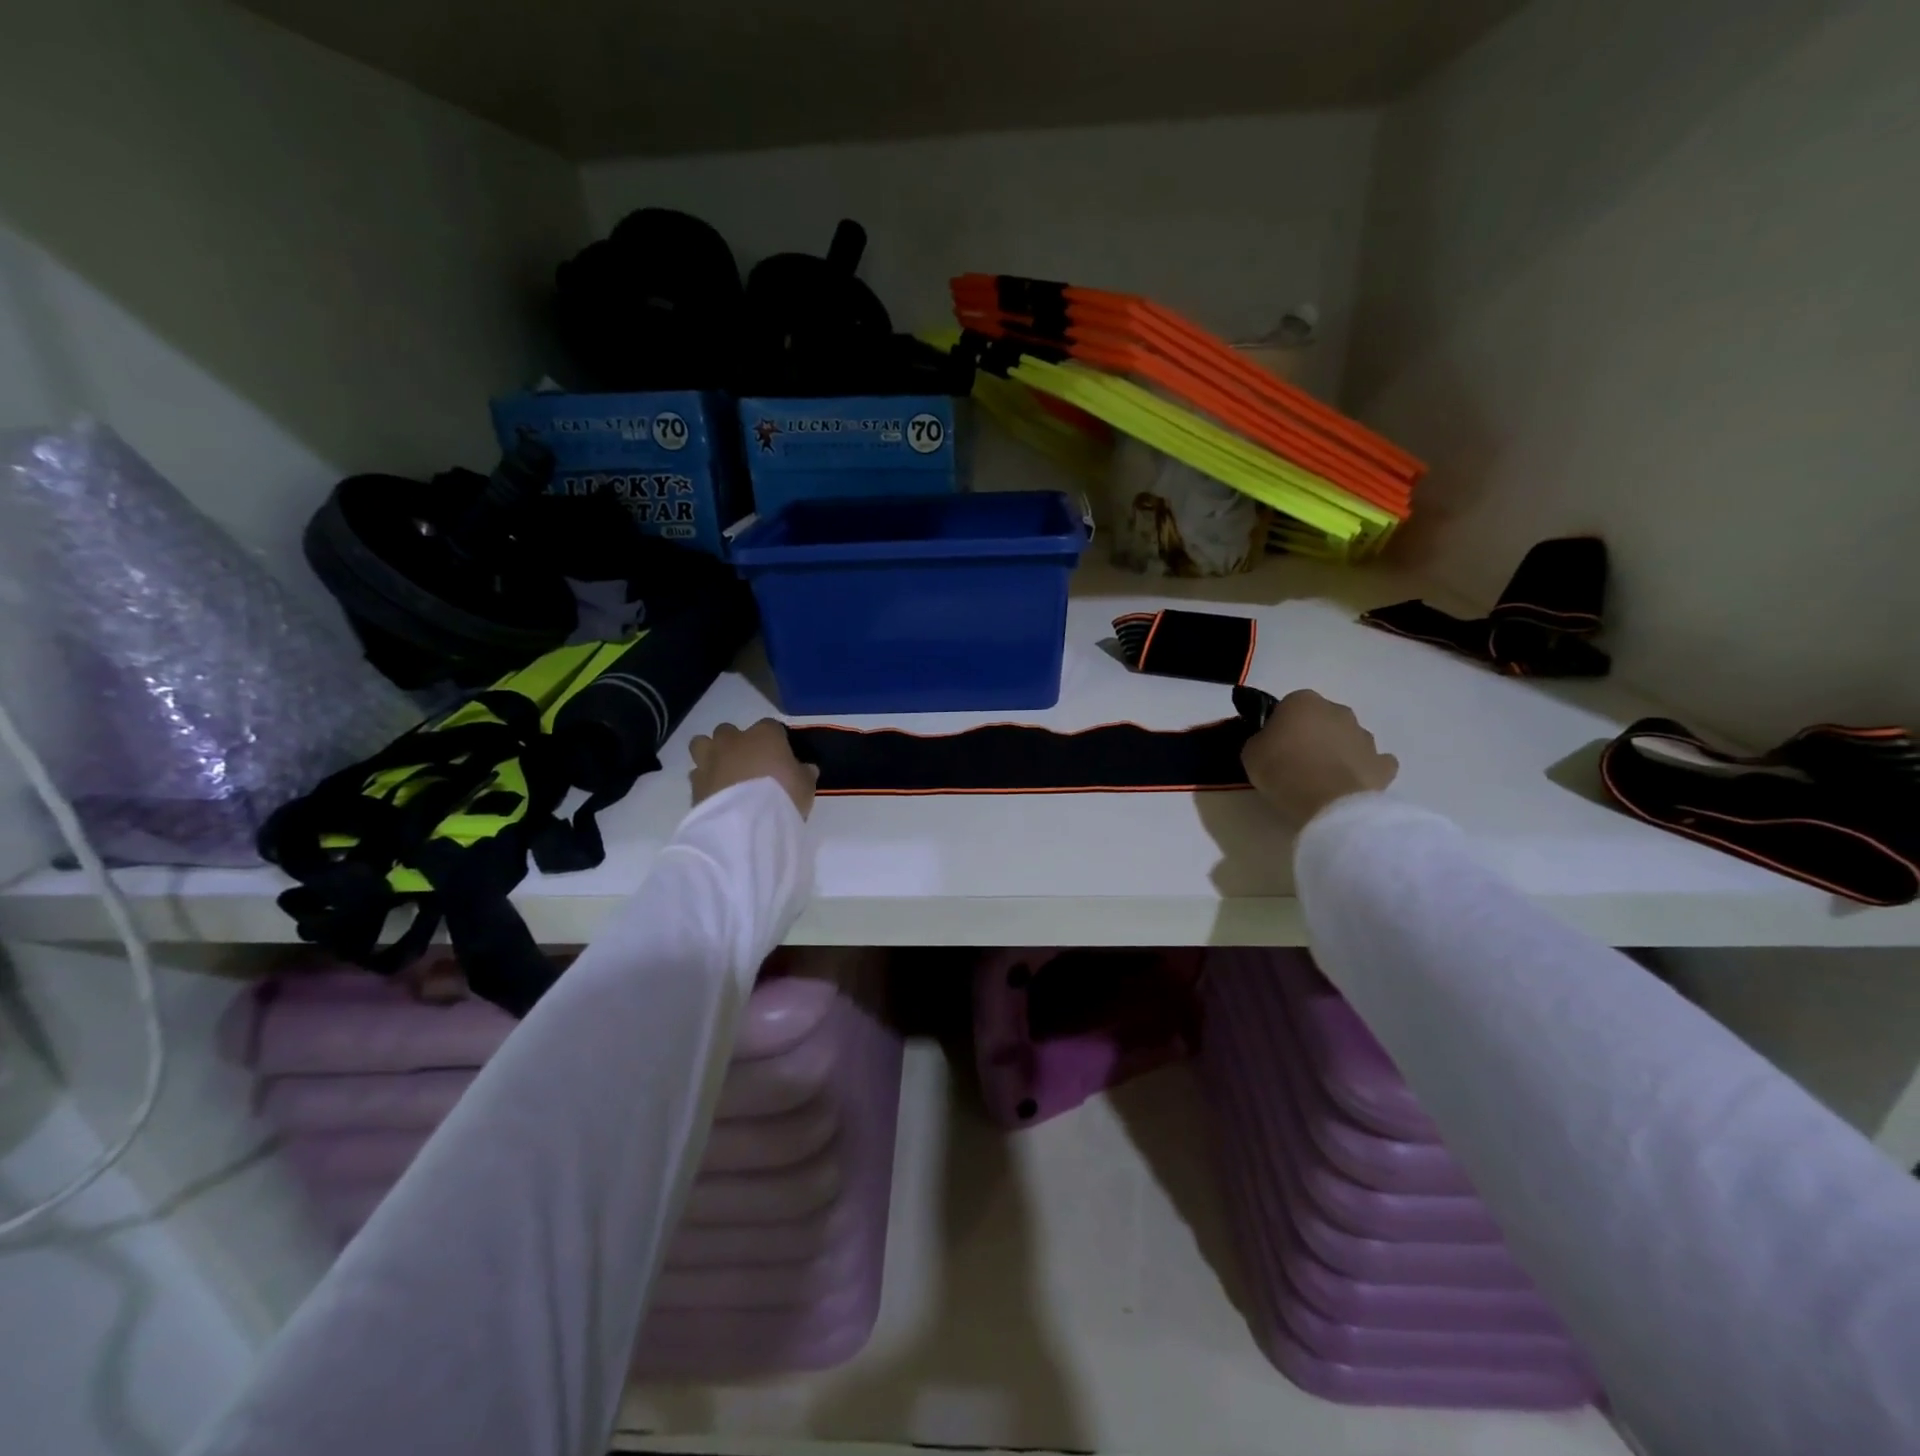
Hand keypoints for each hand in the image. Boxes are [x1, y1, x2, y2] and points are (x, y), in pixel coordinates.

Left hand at [689, 719, 818, 819]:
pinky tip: (715, 795)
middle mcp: (733, 741)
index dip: (775, 740)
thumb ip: (803, 773)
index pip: (770, 726)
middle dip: (735, 743)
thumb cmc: (782, 795)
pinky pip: (697, 774)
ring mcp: (710, 760)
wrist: (744, 823)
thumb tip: (805, 768)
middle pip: (728, 730)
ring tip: (723, 773)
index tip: (781, 756)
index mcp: (764, 735)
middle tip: (747, 764)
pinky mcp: (694, 783)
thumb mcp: (806, 786)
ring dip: (711, 754)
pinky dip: (705, 781)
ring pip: (702, 744)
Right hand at [1242, 690, 1397, 830]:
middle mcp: (1337, 710)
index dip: (1280, 726)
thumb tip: (1269, 742)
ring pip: (1348, 739)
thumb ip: (1260, 741)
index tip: (1272, 746)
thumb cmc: (1281, 768)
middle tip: (1295, 762)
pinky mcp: (1383, 764)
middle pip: (1322, 719)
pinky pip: (1374, 763)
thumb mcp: (1250, 753)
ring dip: (1338, 752)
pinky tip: (1351, 784)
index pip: (1288, 707)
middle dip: (1312, 735)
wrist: (1326, 800)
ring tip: (1322, 779)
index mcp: (1303, 701)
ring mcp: (1364, 736)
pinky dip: (1365, 770)